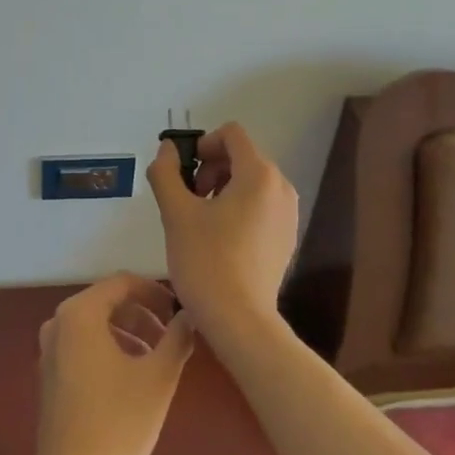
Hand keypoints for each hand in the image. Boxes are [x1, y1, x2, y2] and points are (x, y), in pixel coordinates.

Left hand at [30, 273, 194, 454]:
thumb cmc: (117, 423)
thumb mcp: (159, 377)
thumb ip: (177, 338)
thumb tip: (188, 316)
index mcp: (80, 313)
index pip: (123, 283)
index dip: (155, 292)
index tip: (178, 312)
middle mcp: (59, 322)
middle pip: (108, 301)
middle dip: (143, 314)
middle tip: (172, 336)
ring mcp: (50, 348)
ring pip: (97, 324)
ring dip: (129, 332)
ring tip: (157, 358)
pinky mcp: (49, 372)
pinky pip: (84, 344)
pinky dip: (110, 348)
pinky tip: (132, 376)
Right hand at [146, 121, 299, 336]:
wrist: (240, 321)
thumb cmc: (206, 261)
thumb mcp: (176, 213)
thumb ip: (166, 173)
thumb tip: (166, 149)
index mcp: (259, 174)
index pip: (232, 134)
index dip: (203, 145)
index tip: (184, 173)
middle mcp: (281, 186)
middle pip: (243, 156)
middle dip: (211, 168)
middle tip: (189, 199)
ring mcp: (289, 213)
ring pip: (252, 182)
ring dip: (224, 188)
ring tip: (202, 221)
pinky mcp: (287, 236)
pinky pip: (261, 205)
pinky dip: (239, 208)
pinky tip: (221, 239)